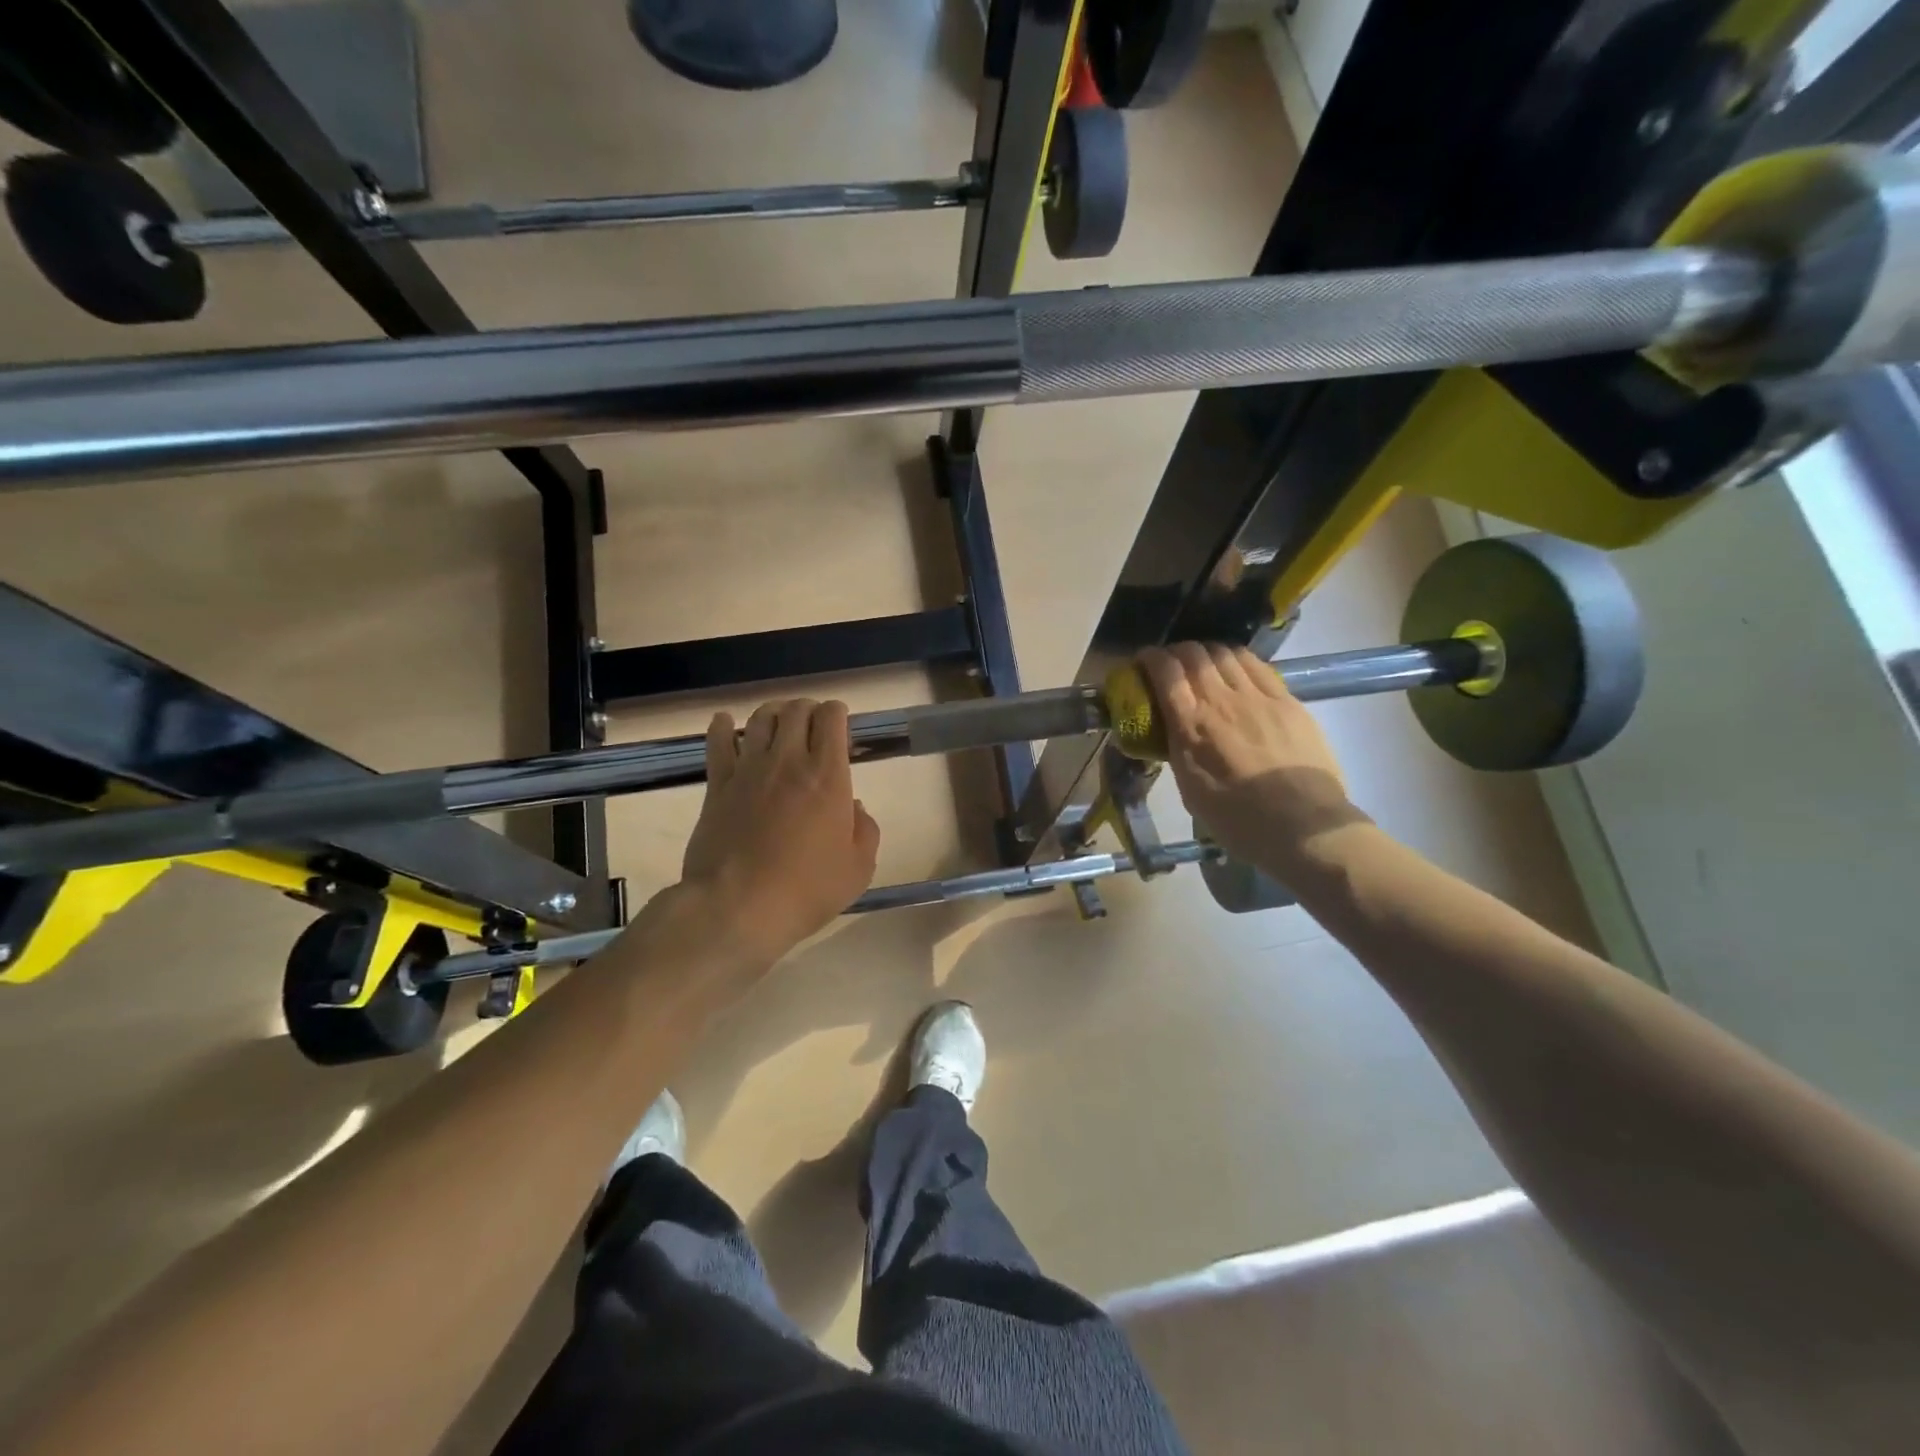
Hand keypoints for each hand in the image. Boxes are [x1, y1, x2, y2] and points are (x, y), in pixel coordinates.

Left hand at [680, 698, 880, 963]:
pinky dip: (723, 726)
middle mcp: (788, 761)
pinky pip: (718, 743)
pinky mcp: (718, 785)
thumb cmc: (807, 890)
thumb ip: (865, 830)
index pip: (831, 719)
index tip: (841, 726)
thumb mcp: (858, 868)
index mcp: (828, 776)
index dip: (837, 713)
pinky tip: (726, 722)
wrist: (739, 907)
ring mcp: (749, 770)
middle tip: (813, 724)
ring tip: (779, 722)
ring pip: (761, 719)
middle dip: (809, 709)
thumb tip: (853, 807)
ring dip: (774, 713)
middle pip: (796, 711)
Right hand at [1137, 643, 1363, 868]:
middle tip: (1172, 663)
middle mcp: (1221, 701)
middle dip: (1176, 651)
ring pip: (1225, 653)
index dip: (1150, 658)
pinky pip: (1257, 665)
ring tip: (1204, 663)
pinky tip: (1236, 669)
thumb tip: (1171, 730)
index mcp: (1191, 727)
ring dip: (1207, 652)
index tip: (1143, 660)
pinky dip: (1238, 659)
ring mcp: (1258, 697)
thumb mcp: (1190, 789)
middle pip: (1194, 654)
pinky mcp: (1287, 700)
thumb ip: (1177, 751)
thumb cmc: (1239, 819)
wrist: (1303, 826)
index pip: (1165, 672)